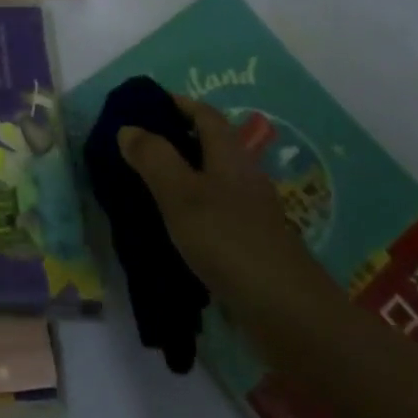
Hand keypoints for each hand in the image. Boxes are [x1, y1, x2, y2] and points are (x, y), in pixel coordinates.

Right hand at [119, 96, 337, 322]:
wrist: (288, 314)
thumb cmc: (229, 241)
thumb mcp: (181, 194)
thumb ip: (153, 158)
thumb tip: (129, 128)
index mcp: (229, 156)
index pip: (205, 115)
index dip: (179, 103)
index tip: (148, 103)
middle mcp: (243, 178)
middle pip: (210, 147)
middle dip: (176, 140)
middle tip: (136, 146)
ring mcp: (250, 215)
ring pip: (211, 182)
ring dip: (181, 178)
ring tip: (144, 186)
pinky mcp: (250, 247)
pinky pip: (214, 215)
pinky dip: (191, 212)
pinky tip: (170, 230)